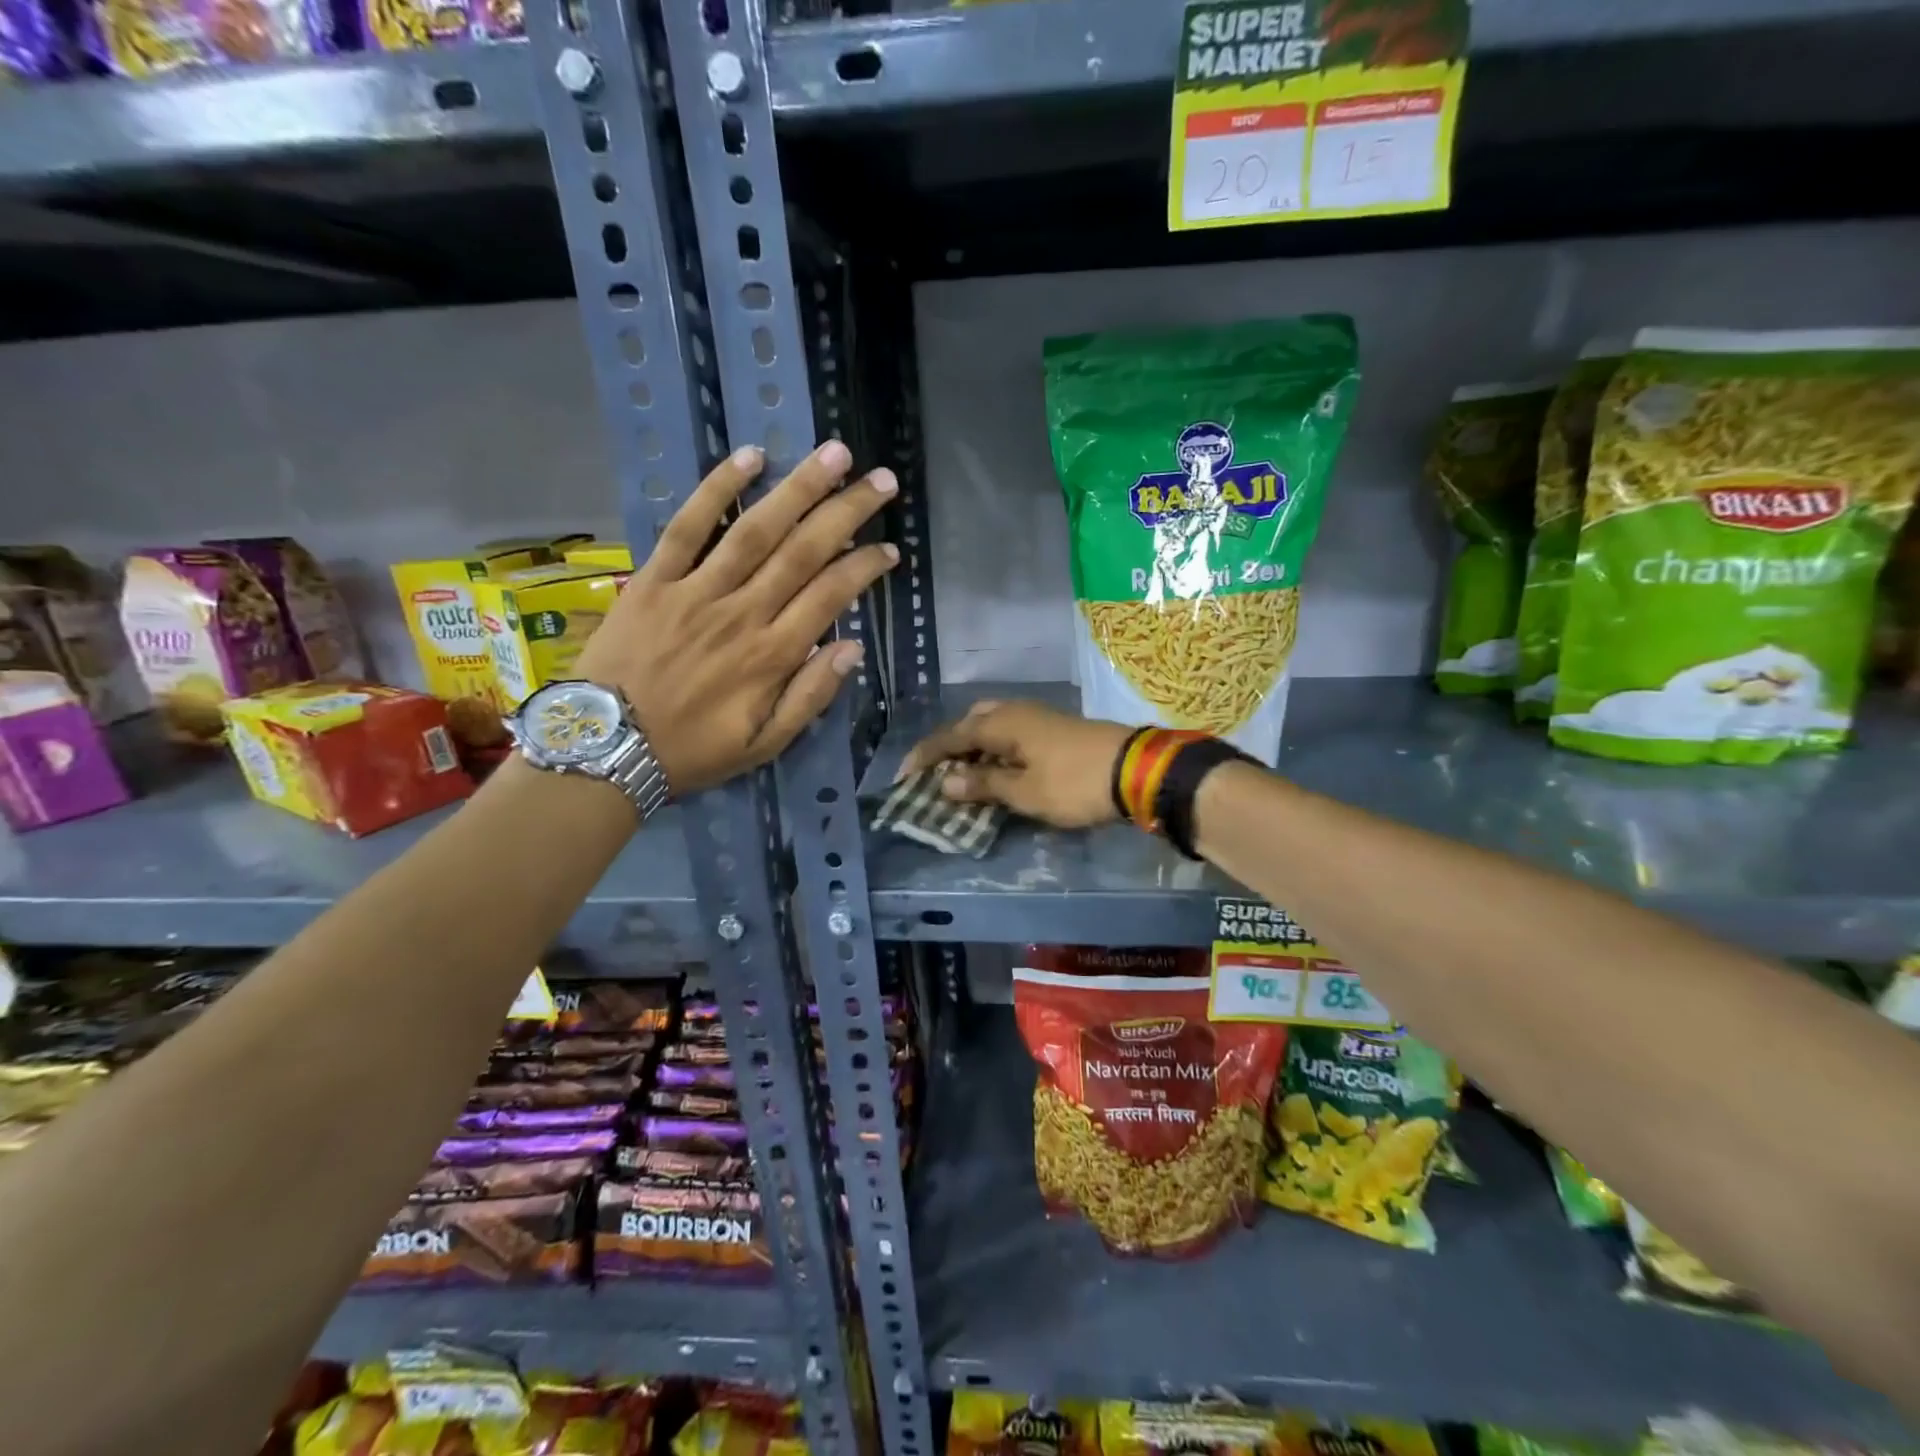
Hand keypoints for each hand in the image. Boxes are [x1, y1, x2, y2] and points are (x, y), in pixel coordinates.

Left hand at [575, 440, 897, 794]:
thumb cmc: (692, 751)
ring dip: (799, 488)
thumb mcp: (764, 745)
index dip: (865, 567)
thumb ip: (811, 697)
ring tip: (834, 455)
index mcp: (772, 655)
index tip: (890, 549)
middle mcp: (742, 613)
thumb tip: (852, 649)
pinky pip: (688, 526)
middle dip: (847, 512)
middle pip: (803, 551)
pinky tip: (749, 457)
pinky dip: (717, 488)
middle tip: (882, 481)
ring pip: (756, 529)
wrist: (604, 748)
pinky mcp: (654, 579)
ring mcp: (696, 590)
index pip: (831, 595)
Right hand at [897, 699, 1132, 828]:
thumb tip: (945, 782)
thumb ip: (983, 785)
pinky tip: (1000, 768)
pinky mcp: (1055, 727)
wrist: (1136, 770)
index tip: (904, 775)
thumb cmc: (1072, 783)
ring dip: (975, 746)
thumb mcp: (1024, 791)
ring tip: (966, 773)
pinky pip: (1012, 732)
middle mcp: (1015, 711)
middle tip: (938, 771)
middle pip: (971, 722)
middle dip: (951, 744)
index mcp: (1001, 722)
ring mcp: (1038, 716)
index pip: (950, 736)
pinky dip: (996, 748)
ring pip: (993, 725)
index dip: (925, 756)